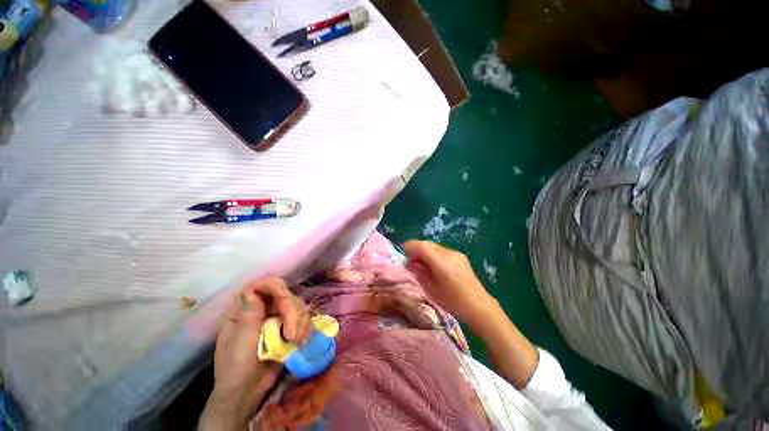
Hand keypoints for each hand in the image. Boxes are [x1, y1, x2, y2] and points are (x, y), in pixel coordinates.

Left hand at [200, 278, 312, 429]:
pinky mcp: (288, 327)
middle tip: (292, 336)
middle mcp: (262, 309)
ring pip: (298, 306)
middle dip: (293, 313)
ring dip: (301, 323)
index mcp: (243, 310)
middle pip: (285, 295)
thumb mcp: (240, 344)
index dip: (275, 288)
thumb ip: (248, 317)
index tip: (285, 302)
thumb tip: (251, 290)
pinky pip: (303, 319)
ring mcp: (276, 318)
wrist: (247, 393)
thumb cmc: (235, 369)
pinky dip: (306, 329)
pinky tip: (301, 342)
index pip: (261, 286)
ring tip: (297, 343)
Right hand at [403, 240, 495, 326]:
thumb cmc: (453, 302)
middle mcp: (449, 253)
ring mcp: (456, 253)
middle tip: (410, 260)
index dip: (410, 246)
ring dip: (425, 251)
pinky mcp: (460, 256)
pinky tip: (434, 265)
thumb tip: (409, 263)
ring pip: (434, 246)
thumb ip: (419, 273)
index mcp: (441, 263)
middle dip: (416, 249)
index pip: (422, 246)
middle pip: (427, 244)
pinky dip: (433, 254)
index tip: (403, 253)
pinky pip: (442, 250)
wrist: (479, 305)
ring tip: (421, 263)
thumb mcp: (432, 289)